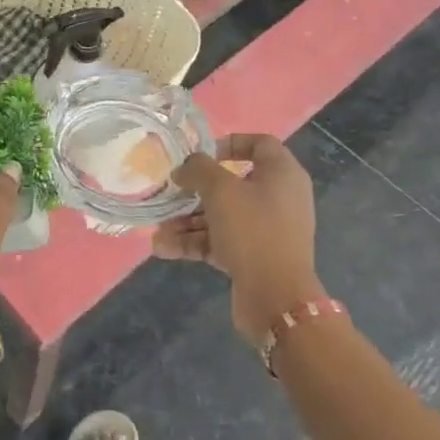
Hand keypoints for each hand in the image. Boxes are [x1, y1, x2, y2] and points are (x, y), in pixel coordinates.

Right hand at [155, 135, 327, 345]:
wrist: (276, 297)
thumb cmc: (253, 230)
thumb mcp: (221, 190)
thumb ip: (198, 170)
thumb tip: (184, 168)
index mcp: (282, 174)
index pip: (259, 144)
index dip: (228, 142)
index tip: (199, 154)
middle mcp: (277, 198)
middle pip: (232, 183)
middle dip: (195, 191)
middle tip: (169, 194)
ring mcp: (266, 229)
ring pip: (221, 215)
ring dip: (187, 221)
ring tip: (158, 230)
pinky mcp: (253, 256)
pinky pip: (220, 240)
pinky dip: (194, 242)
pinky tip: (163, 248)